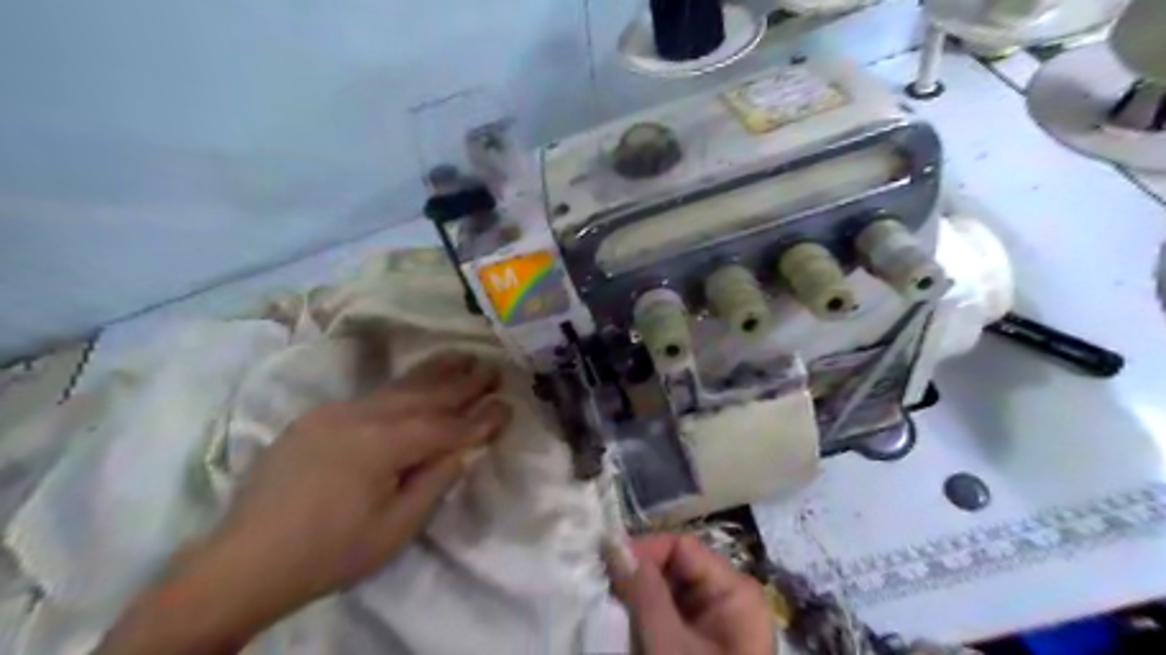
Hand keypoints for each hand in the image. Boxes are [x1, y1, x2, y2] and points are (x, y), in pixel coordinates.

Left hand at [215, 353, 514, 614]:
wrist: (242, 563)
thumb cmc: (328, 553)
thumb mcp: (394, 529)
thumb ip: (433, 483)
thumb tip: (462, 450)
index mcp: (381, 445)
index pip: (444, 426)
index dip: (478, 419)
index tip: (508, 405)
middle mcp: (360, 417)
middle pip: (423, 395)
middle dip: (462, 383)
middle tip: (492, 367)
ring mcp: (334, 414)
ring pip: (396, 388)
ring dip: (433, 373)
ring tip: (461, 356)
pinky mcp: (316, 419)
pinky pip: (370, 397)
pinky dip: (401, 387)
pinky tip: (413, 383)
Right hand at [610, 534, 771, 653]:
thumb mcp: (670, 648)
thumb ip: (643, 593)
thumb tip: (612, 542)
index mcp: (734, 591)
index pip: (681, 547)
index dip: (643, 551)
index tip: (604, 569)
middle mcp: (725, 598)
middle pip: (672, 566)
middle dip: (635, 577)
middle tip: (597, 590)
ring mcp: (710, 622)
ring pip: (664, 591)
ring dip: (633, 599)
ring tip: (604, 609)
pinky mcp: (695, 643)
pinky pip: (664, 615)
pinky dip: (640, 618)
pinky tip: (619, 627)